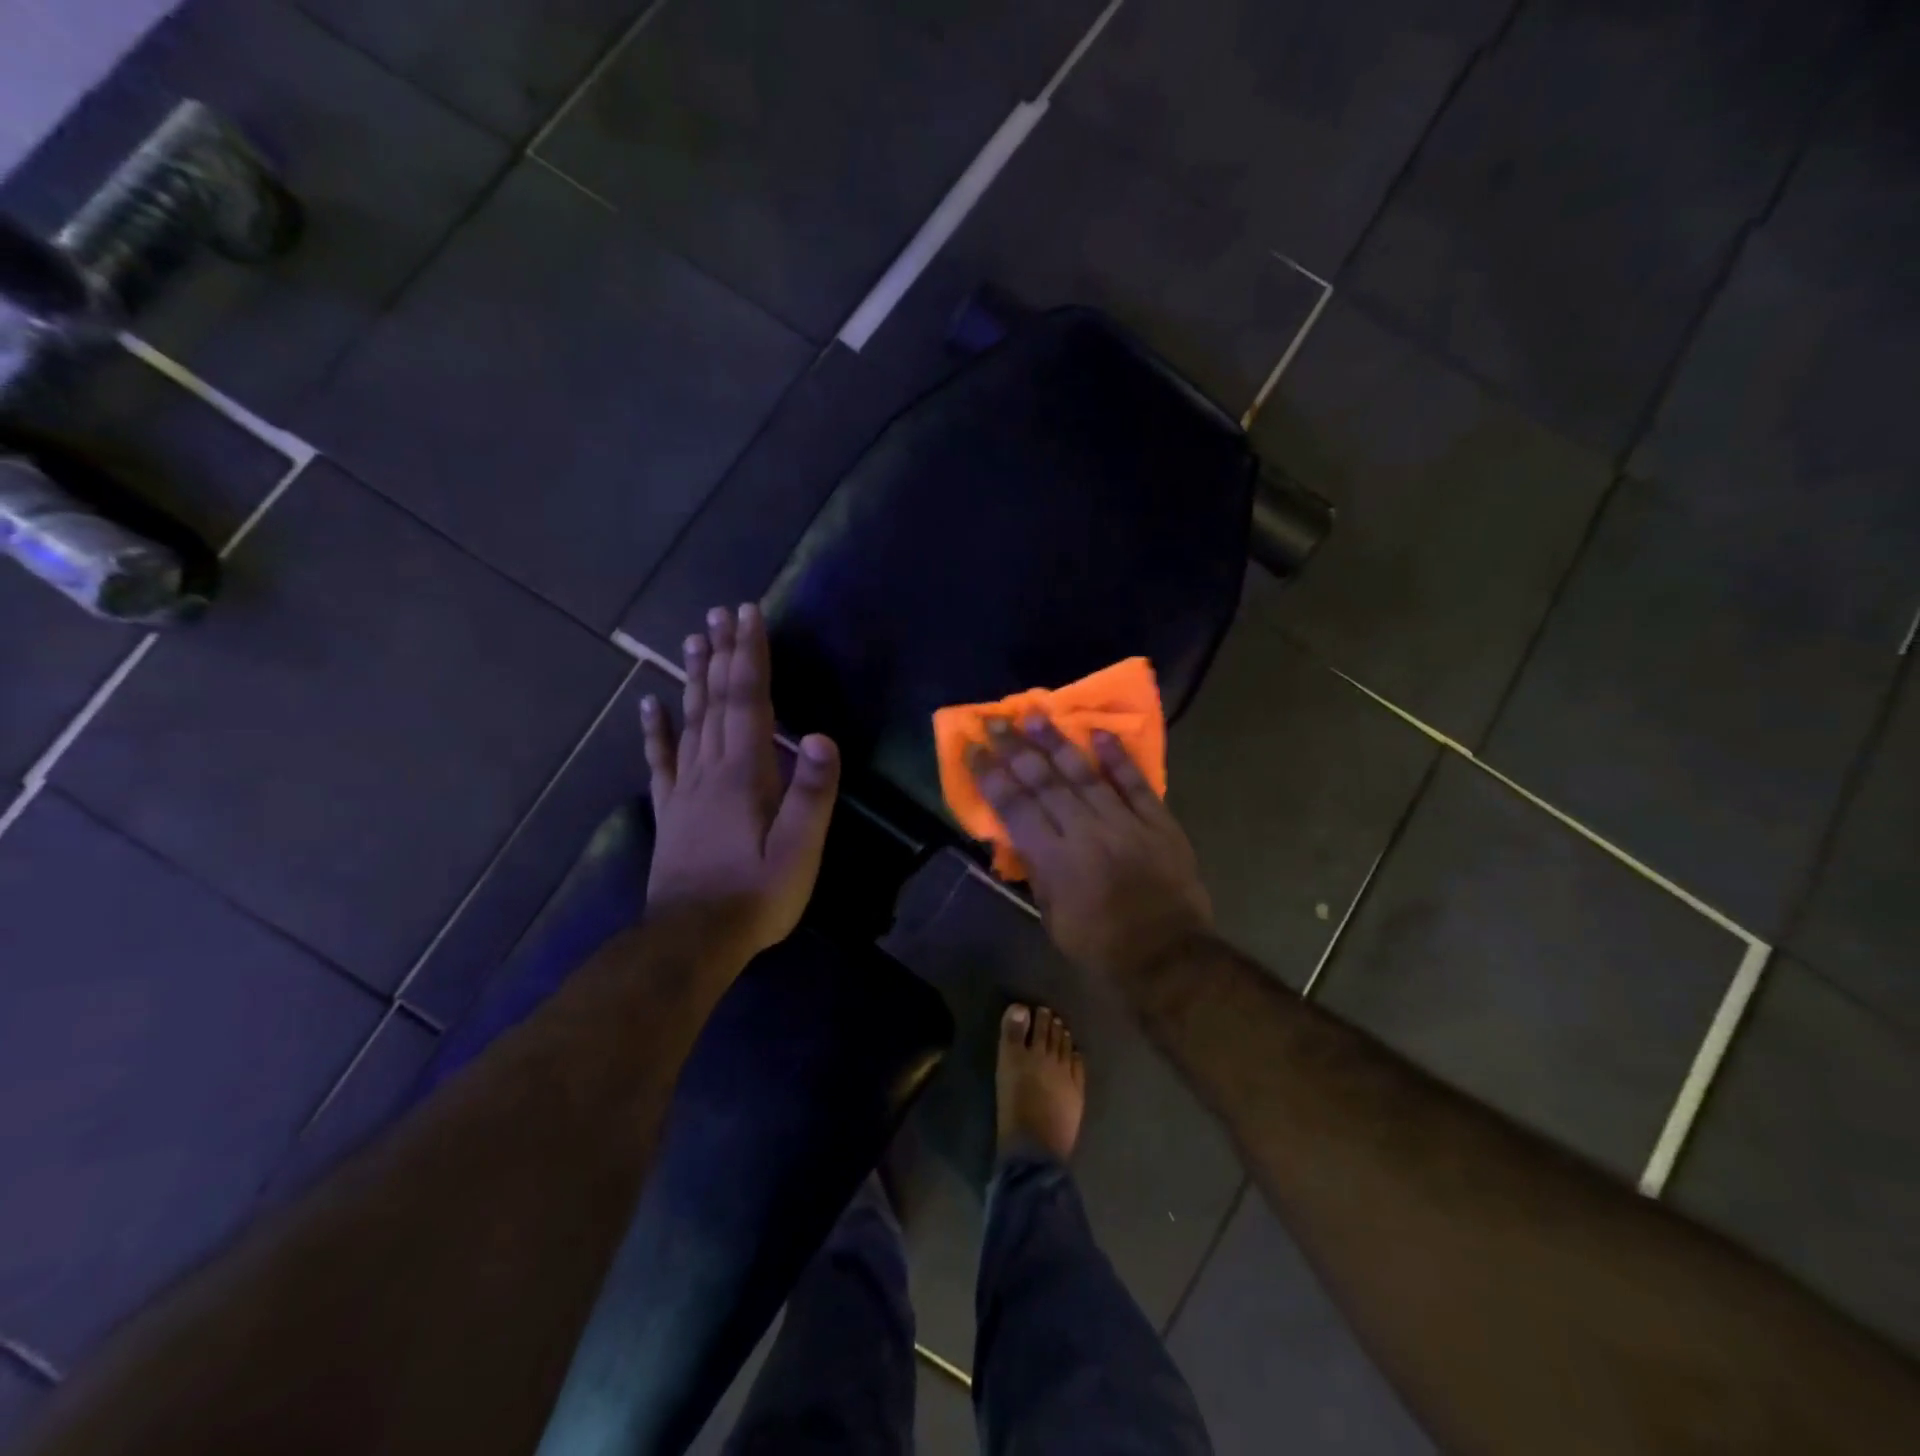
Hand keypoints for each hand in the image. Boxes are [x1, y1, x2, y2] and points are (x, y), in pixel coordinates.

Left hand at [641, 604, 839, 963]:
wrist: (692, 940)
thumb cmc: (756, 895)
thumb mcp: (799, 851)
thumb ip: (812, 793)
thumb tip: (821, 736)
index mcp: (744, 773)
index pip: (748, 700)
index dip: (749, 655)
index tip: (747, 614)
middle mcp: (710, 769)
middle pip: (716, 699)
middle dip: (722, 653)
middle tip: (720, 613)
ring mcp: (685, 788)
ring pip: (689, 720)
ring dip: (693, 677)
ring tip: (692, 640)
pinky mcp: (671, 810)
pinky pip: (661, 760)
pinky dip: (655, 730)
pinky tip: (649, 706)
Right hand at [968, 717, 1213, 988]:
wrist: (1168, 958)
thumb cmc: (1101, 947)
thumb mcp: (1053, 918)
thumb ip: (1036, 871)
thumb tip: (1018, 835)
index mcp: (1054, 860)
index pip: (1014, 806)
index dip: (990, 775)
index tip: (974, 748)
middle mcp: (1085, 832)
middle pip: (1044, 781)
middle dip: (1015, 748)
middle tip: (995, 720)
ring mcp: (1125, 823)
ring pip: (1084, 774)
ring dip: (1057, 742)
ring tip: (1035, 714)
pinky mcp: (1158, 822)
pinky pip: (1135, 783)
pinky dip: (1117, 757)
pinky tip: (1098, 732)